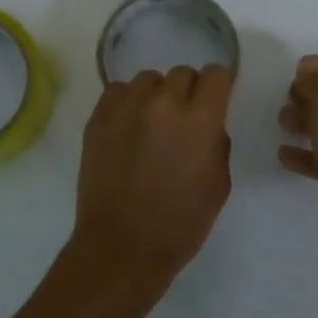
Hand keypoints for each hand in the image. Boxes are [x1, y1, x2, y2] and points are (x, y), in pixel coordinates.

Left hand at [70, 65, 234, 294]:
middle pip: (182, 73)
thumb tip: (207, 124)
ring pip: (148, 79)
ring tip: (151, 123)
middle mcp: (163, 103)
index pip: (216, 73)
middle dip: (188, 92)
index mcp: (200, 119)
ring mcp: (126, 108)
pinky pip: (117, 91)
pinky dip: (126, 102)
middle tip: (183, 119)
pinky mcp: (98, 118)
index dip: (220, 84)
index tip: (216, 98)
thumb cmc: (181, 223)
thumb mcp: (219, 184)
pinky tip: (127, 127)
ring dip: (156, 95)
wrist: (123, 245)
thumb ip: (216, 142)